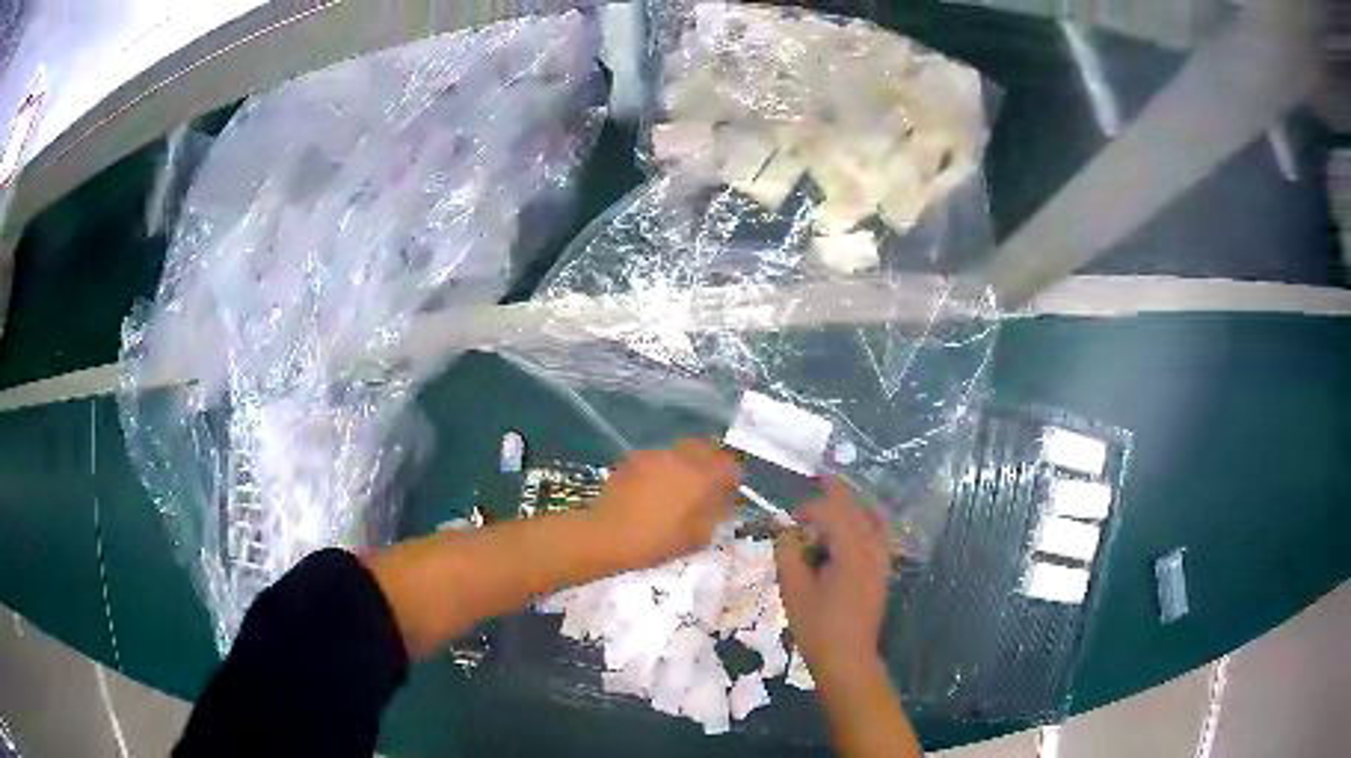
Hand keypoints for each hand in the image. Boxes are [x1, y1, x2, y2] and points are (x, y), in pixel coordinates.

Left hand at [591, 439, 739, 567]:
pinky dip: (659, 470)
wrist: (607, 535)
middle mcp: (680, 457)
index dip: (731, 477)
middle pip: (704, 447)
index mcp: (701, 476)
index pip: (728, 464)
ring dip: (683, 465)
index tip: (727, 491)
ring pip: (678, 452)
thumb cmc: (657, 542)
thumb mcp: (698, 537)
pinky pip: (655, 459)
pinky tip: (650, 490)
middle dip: (709, 463)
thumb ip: (716, 514)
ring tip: (674, 489)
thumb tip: (721, 501)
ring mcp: (653, 455)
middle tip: (704, 485)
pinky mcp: (631, 459)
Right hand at [776, 478, 892, 691]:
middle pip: (858, 510)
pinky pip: (878, 537)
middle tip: (822, 480)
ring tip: (837, 502)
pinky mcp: (881, 575)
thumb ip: (789, 554)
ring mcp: (881, 563)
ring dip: (855, 508)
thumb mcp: (794, 590)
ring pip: (874, 521)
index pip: (833, 513)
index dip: (810, 507)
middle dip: (838, 496)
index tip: (789, 517)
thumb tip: (786, 531)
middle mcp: (873, 551)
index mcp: (852, 552)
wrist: (848, 660)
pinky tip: (850, 532)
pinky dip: (865, 525)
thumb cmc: (817, 627)